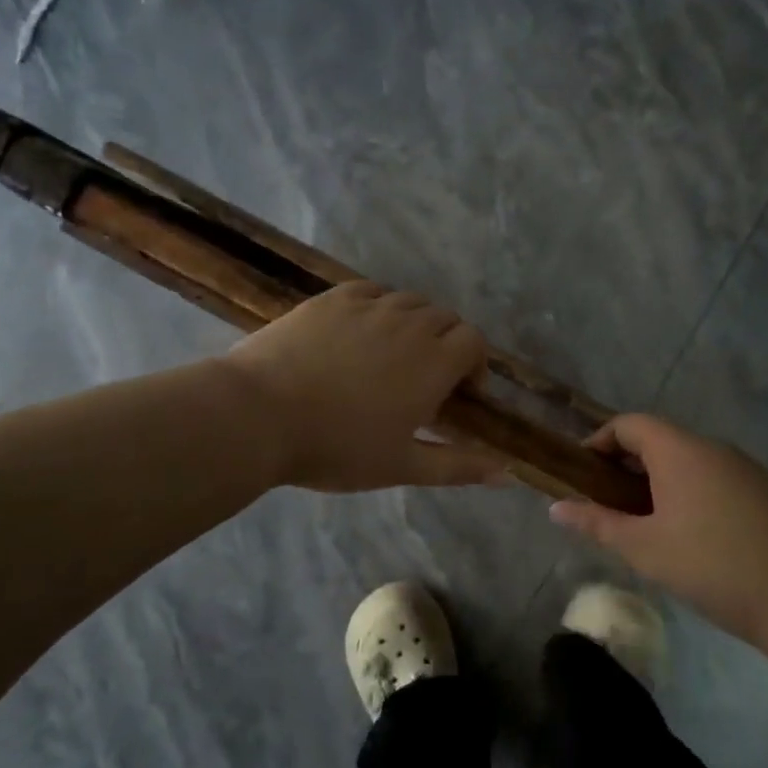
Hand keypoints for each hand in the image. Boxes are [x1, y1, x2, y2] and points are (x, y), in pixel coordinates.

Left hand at [224, 281, 505, 491]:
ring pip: (409, 302)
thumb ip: (459, 466)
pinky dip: (380, 308)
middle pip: (445, 318)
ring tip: (392, 357)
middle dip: (447, 344)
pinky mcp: (332, 299)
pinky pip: (371, 292)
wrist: (258, 415)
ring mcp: (368, 306)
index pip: (474, 340)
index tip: (459, 394)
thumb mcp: (402, 466)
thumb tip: (509, 475)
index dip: (475, 364)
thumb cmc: (336, 448)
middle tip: (424, 381)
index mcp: (433, 362)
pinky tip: (361, 333)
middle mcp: (409, 323)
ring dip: (415, 325)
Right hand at [550, 414, 767, 649]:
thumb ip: (597, 524)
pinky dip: (693, 493)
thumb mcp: (644, 549)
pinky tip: (696, 537)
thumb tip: (556, 508)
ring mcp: (748, 469)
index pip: (630, 424)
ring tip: (649, 525)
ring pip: (691, 462)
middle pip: (661, 440)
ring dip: (661, 482)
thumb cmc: (712, 568)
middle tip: (610, 505)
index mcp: (681, 452)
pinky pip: (718, 479)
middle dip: (628, 466)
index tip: (583, 473)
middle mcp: (715, 448)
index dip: (600, 441)